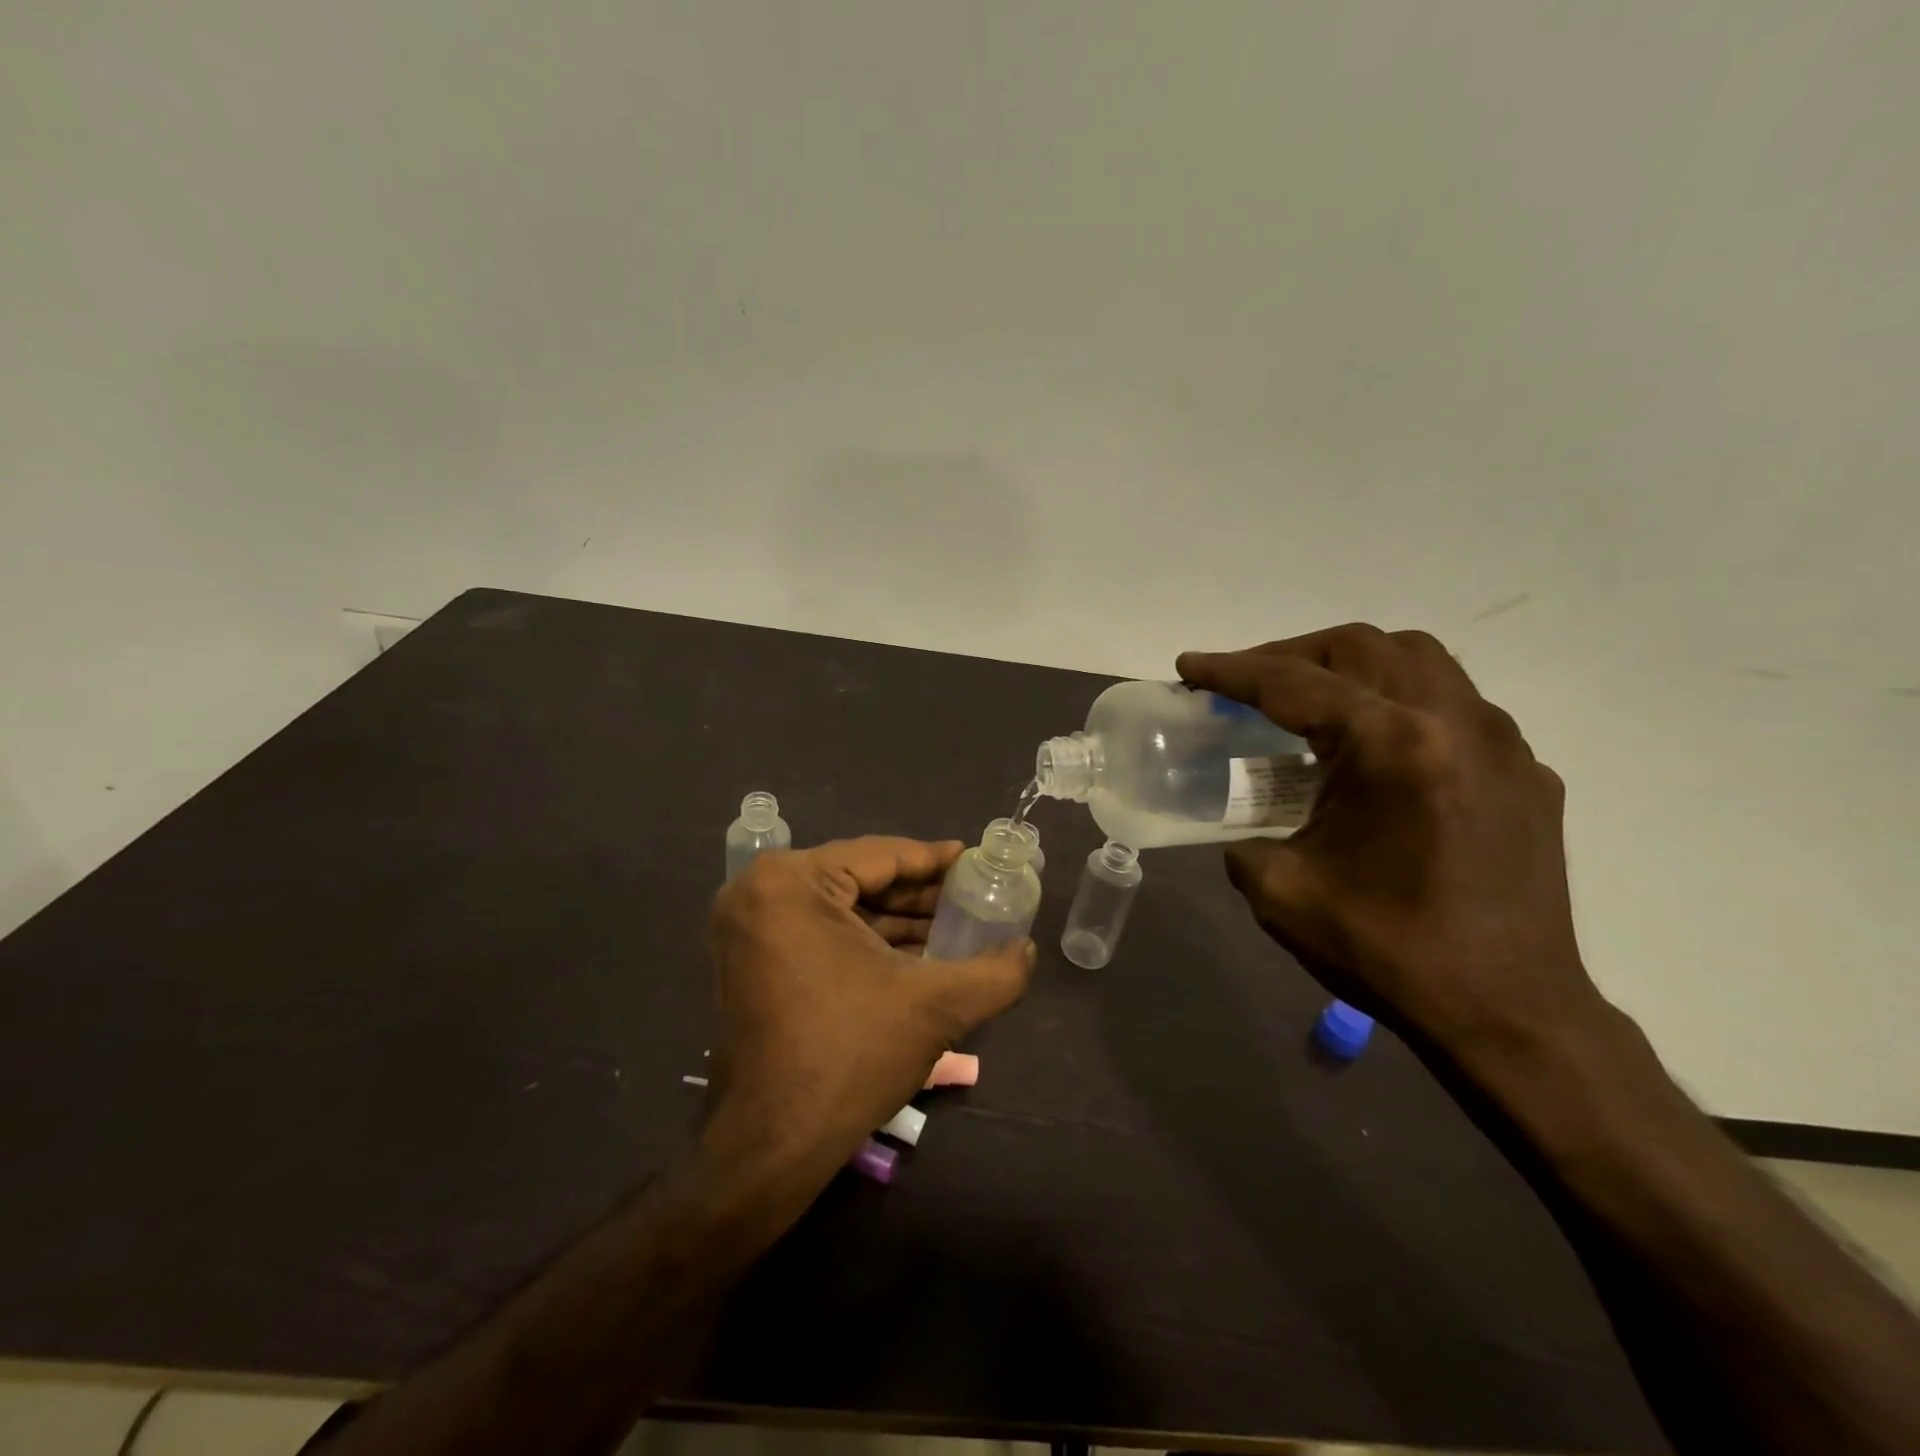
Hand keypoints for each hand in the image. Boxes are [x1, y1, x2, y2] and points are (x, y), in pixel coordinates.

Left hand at [702, 837, 1032, 1173]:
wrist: (771, 1146)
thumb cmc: (850, 1056)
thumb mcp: (935, 1006)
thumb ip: (995, 972)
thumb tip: (1027, 950)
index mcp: (791, 882)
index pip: (881, 855)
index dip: (936, 860)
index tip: (976, 860)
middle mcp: (758, 892)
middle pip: (858, 879)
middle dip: (918, 894)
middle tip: (971, 897)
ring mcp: (746, 929)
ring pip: (839, 908)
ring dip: (895, 920)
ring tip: (953, 927)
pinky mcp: (748, 962)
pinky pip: (817, 932)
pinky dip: (864, 941)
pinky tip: (913, 954)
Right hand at [1178, 625, 1602, 1053]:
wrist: (1509, 1014)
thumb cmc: (1389, 952)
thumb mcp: (1282, 893)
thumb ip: (1244, 839)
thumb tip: (1245, 825)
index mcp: (1393, 748)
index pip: (1294, 684)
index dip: (1232, 671)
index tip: (1189, 665)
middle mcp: (1454, 723)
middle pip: (1362, 646)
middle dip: (1291, 654)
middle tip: (1248, 684)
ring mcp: (1502, 743)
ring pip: (1419, 659)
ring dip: (1352, 664)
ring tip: (1312, 699)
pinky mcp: (1526, 771)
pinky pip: (1455, 705)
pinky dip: (1401, 702)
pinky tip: (1378, 749)